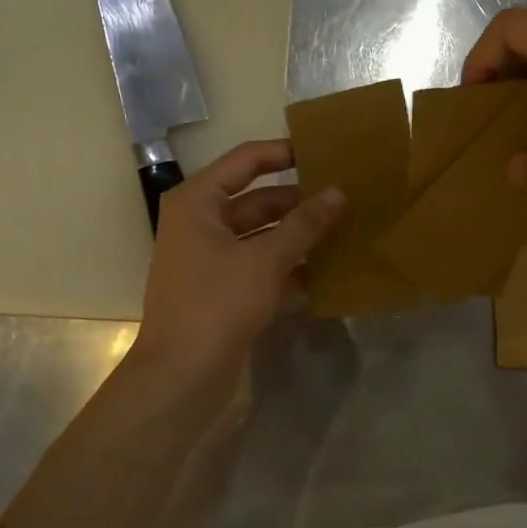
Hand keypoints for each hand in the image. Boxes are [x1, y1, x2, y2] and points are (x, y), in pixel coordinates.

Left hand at [135, 140, 344, 379]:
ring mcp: (209, 258)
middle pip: (256, 199)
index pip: (246, 161)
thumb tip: (337, 193)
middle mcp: (200, 222)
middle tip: (344, 198)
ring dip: (297, 234)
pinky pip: (259, 264)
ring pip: (261, 234)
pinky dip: (287, 265)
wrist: (182, 374)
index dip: (284, 154)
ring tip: (343, 230)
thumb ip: (304, 225)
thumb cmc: (217, 303)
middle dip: (298, 200)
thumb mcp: (266, 259)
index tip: (325, 154)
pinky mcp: (221, 288)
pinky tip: (325, 270)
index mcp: (198, 202)